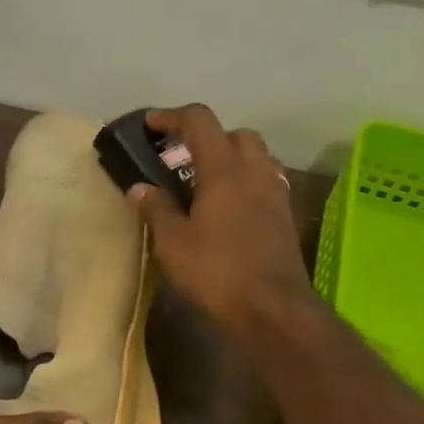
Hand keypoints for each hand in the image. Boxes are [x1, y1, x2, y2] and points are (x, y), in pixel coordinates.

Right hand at [128, 104, 316, 340]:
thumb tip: (139, 187)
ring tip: (205, 182)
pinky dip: (245, 180)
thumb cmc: (218, 271)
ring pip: (255, 155)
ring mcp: (275, 192)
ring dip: (230, 157)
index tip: (150, 125)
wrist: (274, 307)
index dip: (172, 116)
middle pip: (233, 133)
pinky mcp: (285, 214)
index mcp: (224, 169)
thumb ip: (156, 209)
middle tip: (181, 160)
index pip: (200, 121)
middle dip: (206, 138)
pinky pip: (265, 180)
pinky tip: (230, 207)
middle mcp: (254, 170)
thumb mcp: (174, 243)